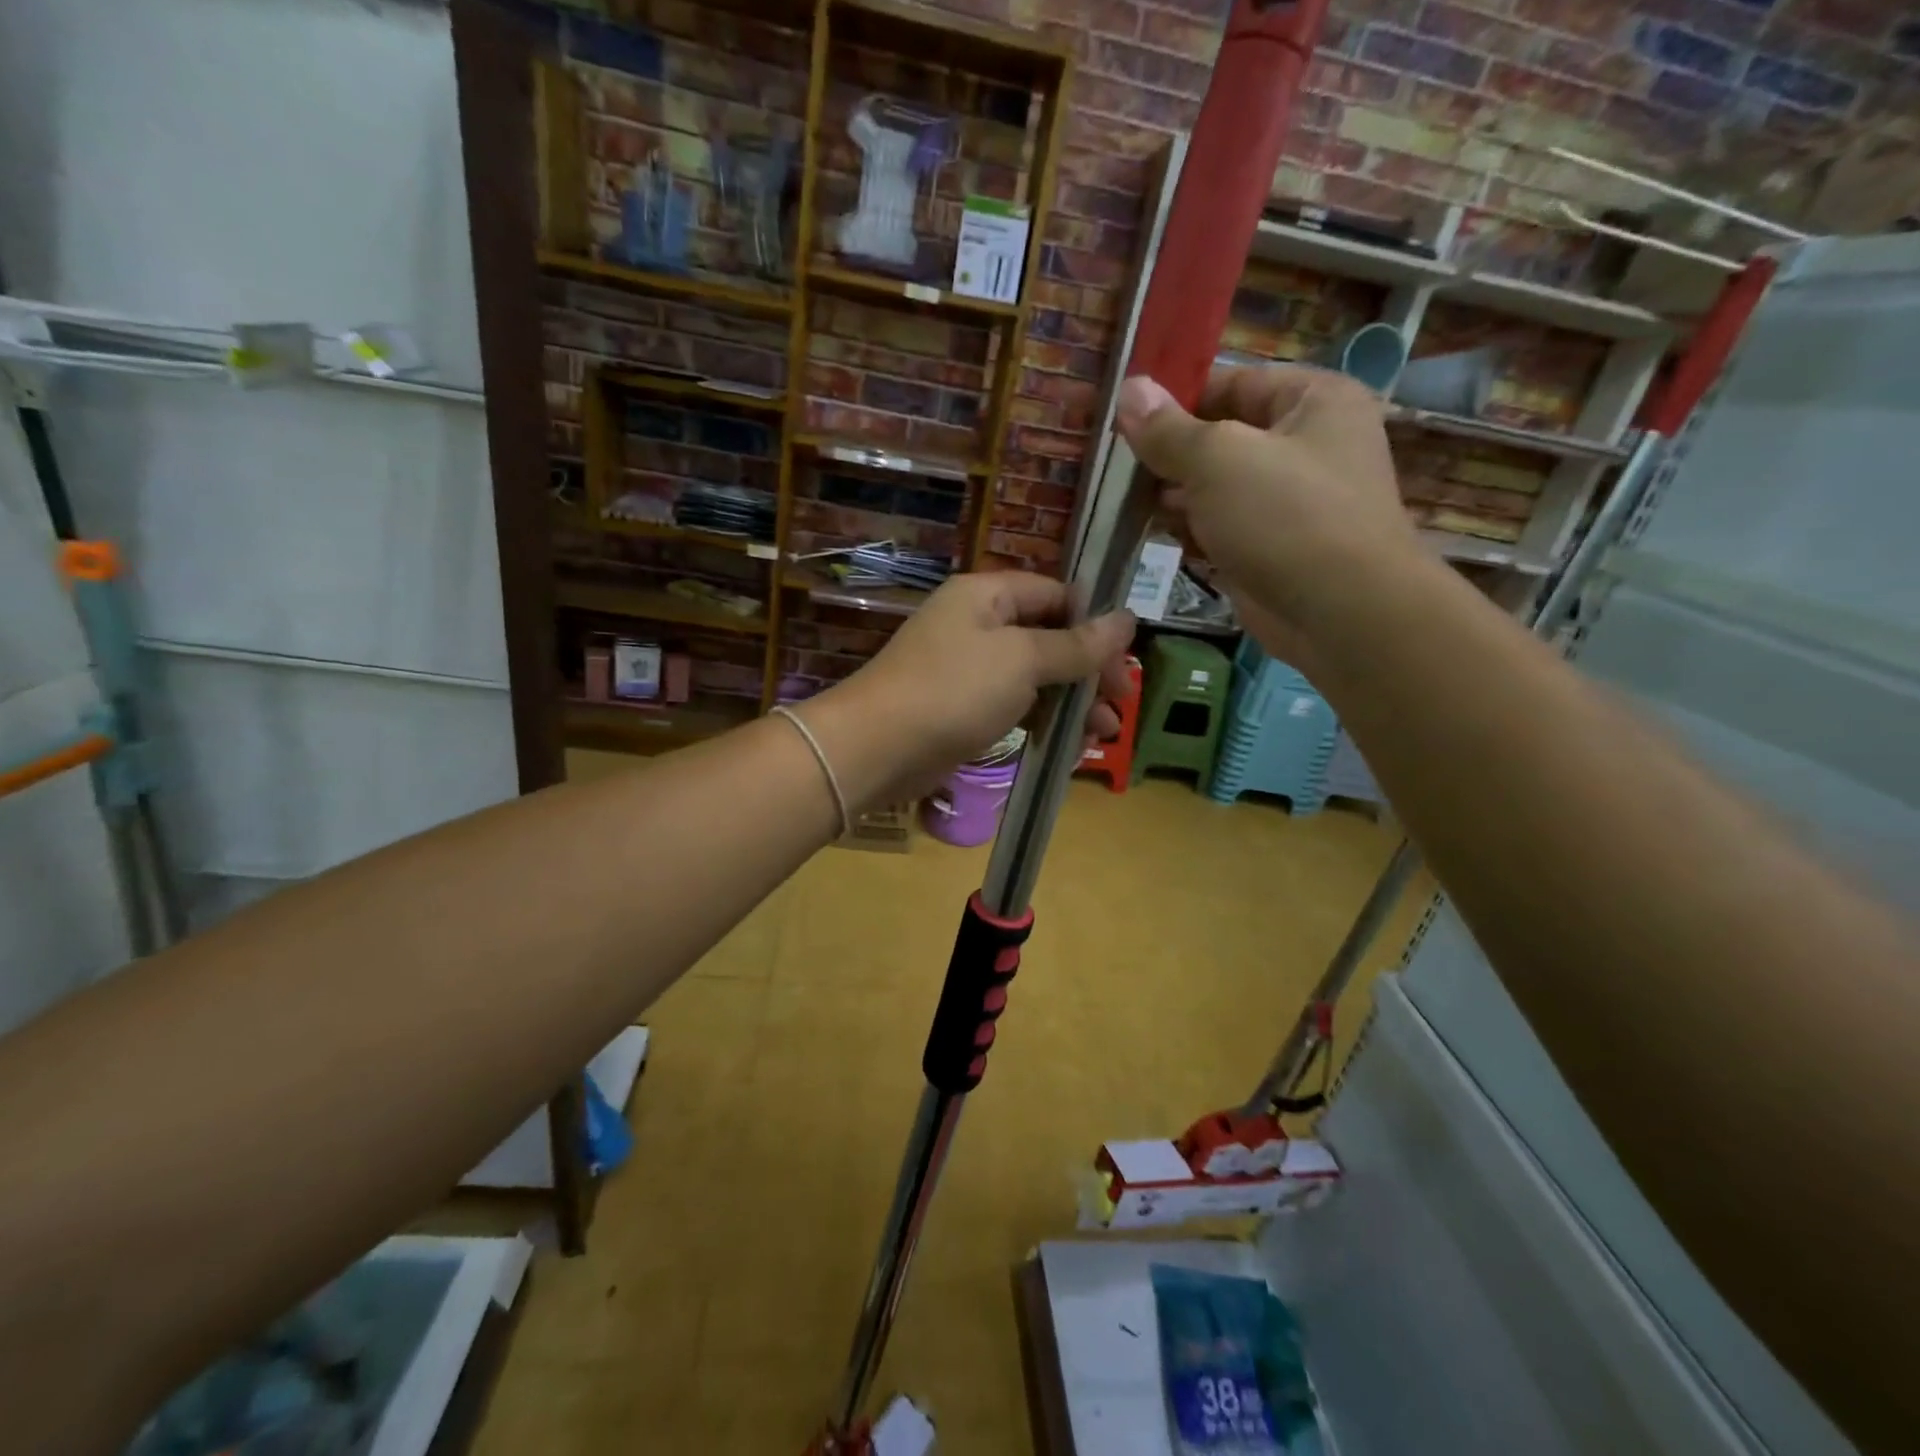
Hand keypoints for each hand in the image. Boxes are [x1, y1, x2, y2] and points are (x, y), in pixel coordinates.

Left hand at [802, 572, 1134, 808]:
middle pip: (1048, 637)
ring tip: (1104, 734)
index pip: (1056, 594)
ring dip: (1071, 702)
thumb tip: (1127, 619)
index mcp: (987, 595)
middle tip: (1120, 704)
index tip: (1125, 660)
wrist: (878, 748)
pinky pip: (1013, 705)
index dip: (1094, 624)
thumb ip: (1075, 644)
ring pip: (1034, 676)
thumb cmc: (953, 690)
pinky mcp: (962, 708)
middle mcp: (977, 624)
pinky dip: (1041, 720)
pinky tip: (1067, 745)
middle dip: (1087, 671)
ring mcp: (968, 668)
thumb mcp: (1022, 660)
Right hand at [1117, 366, 1427, 670]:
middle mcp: (1305, 444)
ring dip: (1171, 491)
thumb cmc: (1285, 516)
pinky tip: (1144, 528)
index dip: (1176, 395)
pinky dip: (1186, 526)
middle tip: (1110, 460)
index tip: (1122, 413)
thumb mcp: (1218, 459)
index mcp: (1313, 400)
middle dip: (1167, 449)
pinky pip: (1219, 525)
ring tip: (1117, 494)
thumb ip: (1168, 429)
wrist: (1340, 613)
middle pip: (1221, 435)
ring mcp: (1288, 501)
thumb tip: (1128, 389)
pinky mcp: (1269, 547)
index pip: (1232, 382)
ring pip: (1216, 485)